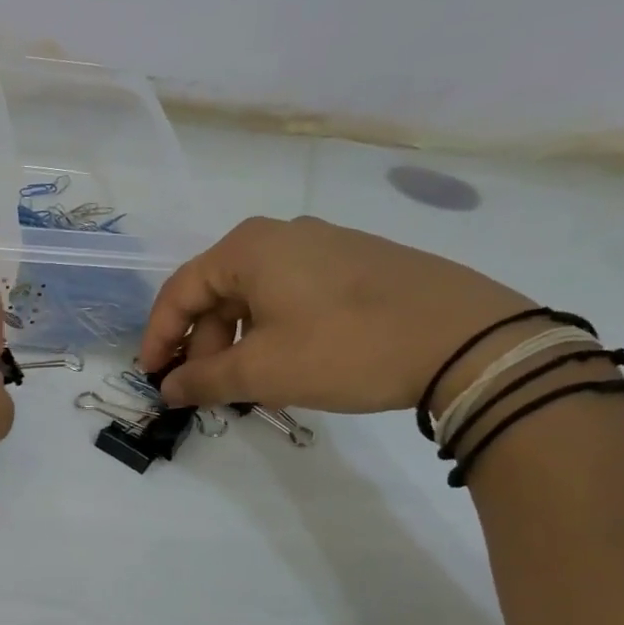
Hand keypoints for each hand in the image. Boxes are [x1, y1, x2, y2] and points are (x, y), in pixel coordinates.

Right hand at [137, 216, 533, 413]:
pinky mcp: (359, 262)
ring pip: (257, 295)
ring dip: (239, 341)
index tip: (153, 377)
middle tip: (207, 389)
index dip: (159, 337)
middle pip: (219, 292)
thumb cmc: (346, 347)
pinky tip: (290, 363)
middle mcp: (282, 235)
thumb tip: (169, 389)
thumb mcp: (264, 371)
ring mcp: (325, 245)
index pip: (180, 291)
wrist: (470, 340)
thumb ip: (204, 380)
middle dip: (203, 344)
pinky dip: (275, 330)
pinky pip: (294, 294)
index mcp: (248, 248)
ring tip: (249, 384)